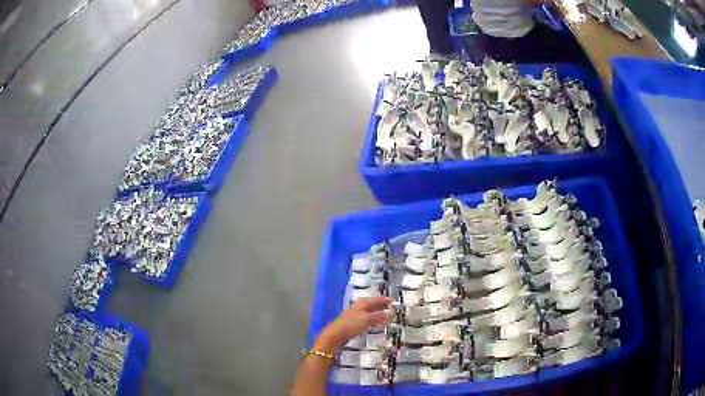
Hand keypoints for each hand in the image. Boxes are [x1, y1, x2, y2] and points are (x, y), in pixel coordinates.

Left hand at [313, 296, 392, 353]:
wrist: (336, 335)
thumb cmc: (351, 325)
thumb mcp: (367, 319)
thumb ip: (379, 316)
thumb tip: (391, 312)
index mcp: (362, 302)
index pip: (377, 299)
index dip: (386, 300)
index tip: (396, 302)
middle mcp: (359, 306)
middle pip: (374, 304)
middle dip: (383, 306)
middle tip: (394, 309)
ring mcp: (356, 313)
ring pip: (371, 310)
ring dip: (379, 312)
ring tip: (388, 316)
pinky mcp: (354, 321)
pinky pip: (368, 317)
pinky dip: (374, 318)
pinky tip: (377, 323)